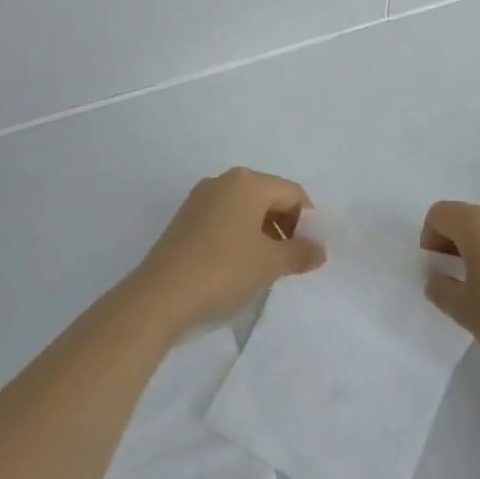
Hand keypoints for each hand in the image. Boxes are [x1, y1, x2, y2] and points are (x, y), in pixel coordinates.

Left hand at [127, 168, 324, 333]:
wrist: (159, 296)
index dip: (308, 221)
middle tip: (292, 260)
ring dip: (263, 233)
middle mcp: (224, 181)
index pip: (293, 193)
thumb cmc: (223, 270)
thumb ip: (300, 253)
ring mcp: (201, 199)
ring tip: (267, 267)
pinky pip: (225, 219)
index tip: (310, 252)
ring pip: (246, 209)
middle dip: (286, 226)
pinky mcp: (185, 219)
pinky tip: (239, 266)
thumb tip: (320, 250)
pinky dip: (240, 236)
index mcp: (248, 182)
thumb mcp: (269, 264)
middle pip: (269, 197)